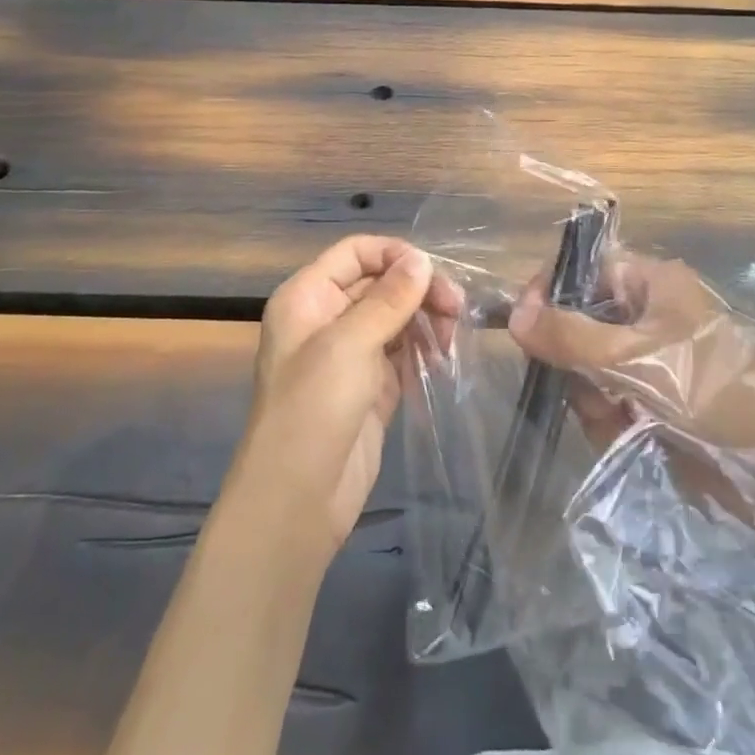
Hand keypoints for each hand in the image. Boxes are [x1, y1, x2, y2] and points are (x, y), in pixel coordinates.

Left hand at [231, 235, 459, 562]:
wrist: (297, 501)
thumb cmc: (313, 408)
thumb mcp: (350, 344)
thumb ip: (389, 298)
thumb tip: (422, 258)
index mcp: (307, 297)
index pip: (355, 253)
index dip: (394, 254)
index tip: (433, 271)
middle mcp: (327, 318)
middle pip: (380, 283)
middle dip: (419, 289)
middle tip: (457, 307)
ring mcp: (350, 354)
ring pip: (396, 316)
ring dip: (427, 319)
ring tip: (453, 335)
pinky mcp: (372, 385)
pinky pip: (403, 352)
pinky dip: (425, 349)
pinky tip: (445, 356)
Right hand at [510, 250, 754, 511]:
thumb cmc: (714, 392)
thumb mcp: (638, 359)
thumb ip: (572, 336)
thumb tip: (513, 313)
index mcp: (651, 283)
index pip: (583, 271)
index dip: (549, 293)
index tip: (524, 327)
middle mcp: (648, 314)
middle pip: (578, 326)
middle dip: (578, 365)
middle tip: (596, 393)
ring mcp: (650, 361)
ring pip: (588, 371)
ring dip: (594, 401)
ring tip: (623, 422)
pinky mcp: (653, 401)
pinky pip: (607, 403)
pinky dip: (610, 423)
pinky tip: (632, 437)